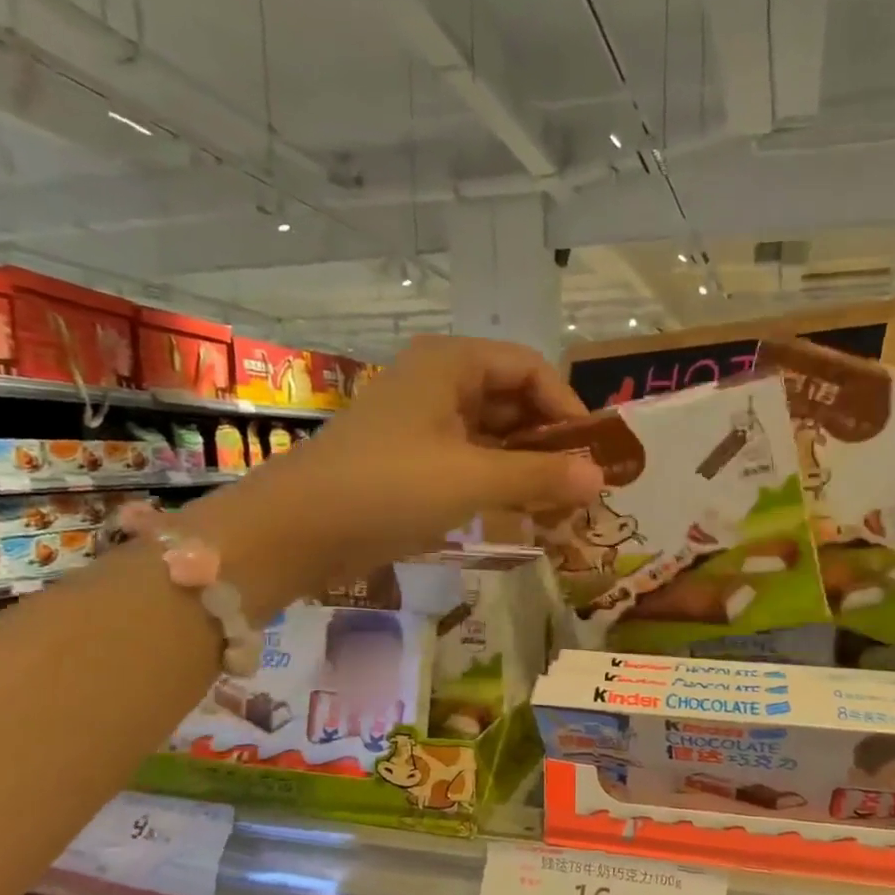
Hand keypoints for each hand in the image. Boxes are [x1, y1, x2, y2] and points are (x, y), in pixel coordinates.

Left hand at [233, 335, 602, 592]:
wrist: (295, 530)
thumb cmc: (387, 487)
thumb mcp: (472, 479)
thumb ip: (540, 476)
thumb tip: (599, 478)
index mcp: (451, 364)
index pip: (531, 369)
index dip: (567, 409)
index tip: (592, 455)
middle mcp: (437, 383)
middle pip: (512, 400)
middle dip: (549, 443)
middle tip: (579, 489)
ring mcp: (420, 423)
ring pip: (491, 435)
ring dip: (526, 467)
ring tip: (556, 508)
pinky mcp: (409, 461)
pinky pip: (468, 461)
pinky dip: (496, 483)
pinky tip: (517, 513)